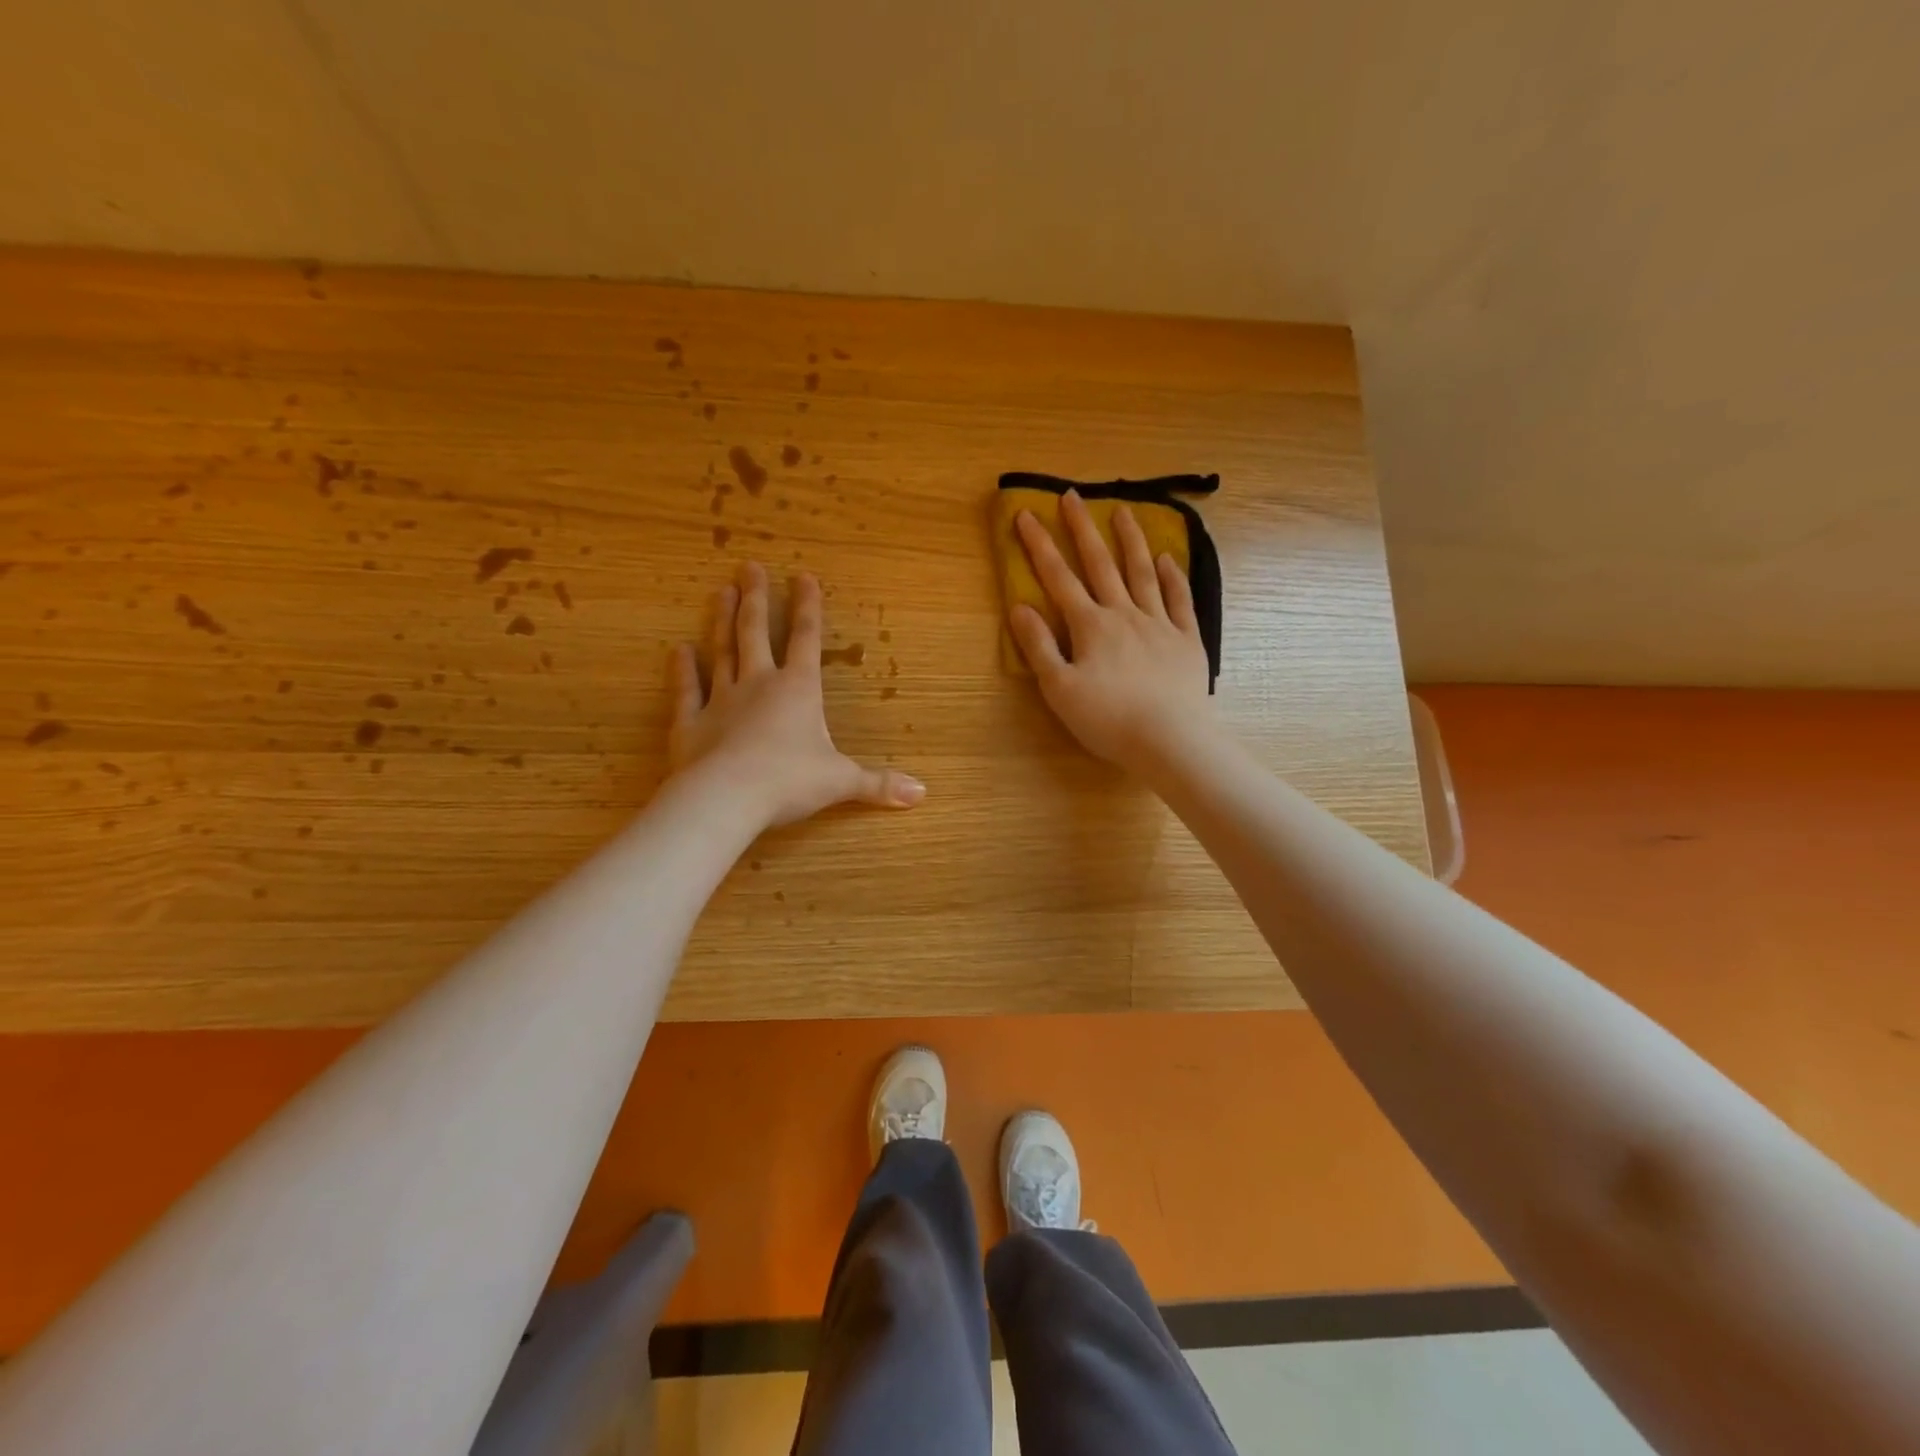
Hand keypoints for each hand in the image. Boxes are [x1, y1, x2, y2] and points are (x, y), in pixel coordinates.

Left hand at [669, 563, 925, 826]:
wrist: (728, 798)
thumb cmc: (791, 781)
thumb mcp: (842, 781)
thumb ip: (879, 784)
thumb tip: (921, 794)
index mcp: (799, 689)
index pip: (807, 639)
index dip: (808, 607)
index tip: (803, 576)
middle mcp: (758, 684)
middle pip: (756, 632)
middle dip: (756, 599)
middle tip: (748, 567)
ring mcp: (720, 700)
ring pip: (721, 651)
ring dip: (721, 621)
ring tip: (720, 591)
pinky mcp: (690, 723)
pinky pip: (686, 691)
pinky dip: (681, 670)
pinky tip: (678, 650)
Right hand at [1010, 490, 1213, 773]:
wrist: (1170, 739)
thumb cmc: (1108, 719)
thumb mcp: (1059, 689)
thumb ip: (1039, 646)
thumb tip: (1019, 607)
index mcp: (1090, 626)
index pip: (1058, 578)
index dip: (1040, 546)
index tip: (1026, 514)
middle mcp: (1124, 614)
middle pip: (1101, 564)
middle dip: (1083, 528)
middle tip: (1072, 496)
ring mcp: (1160, 623)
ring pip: (1142, 572)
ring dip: (1131, 540)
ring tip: (1124, 510)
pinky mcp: (1187, 640)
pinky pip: (1180, 600)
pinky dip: (1172, 577)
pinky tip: (1167, 559)